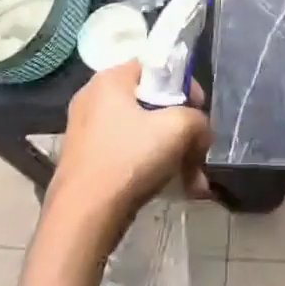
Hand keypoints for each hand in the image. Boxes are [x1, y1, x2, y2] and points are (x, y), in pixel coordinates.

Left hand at [48, 62, 211, 237]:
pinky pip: (127, 153)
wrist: (83, 218)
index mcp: (109, 80)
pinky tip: (173, 188)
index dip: (184, 85)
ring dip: (172, 152)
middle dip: (181, 128)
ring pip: (142, 132)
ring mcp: (86, 132)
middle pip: (151, 102)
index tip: (198, 112)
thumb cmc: (129, 159)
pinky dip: (150, 166)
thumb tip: (201, 132)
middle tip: (197, 150)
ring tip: (192, 180)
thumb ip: (198, 119)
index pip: (156, 67)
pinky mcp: (85, 161)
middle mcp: (93, 99)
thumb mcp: (178, 128)